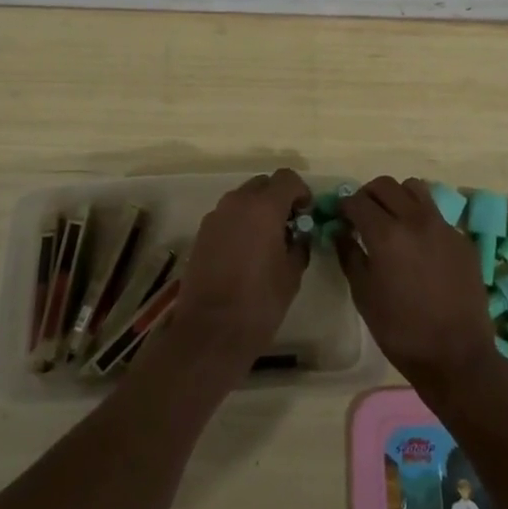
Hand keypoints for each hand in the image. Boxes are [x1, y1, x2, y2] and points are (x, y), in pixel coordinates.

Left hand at [169, 168, 310, 373]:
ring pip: (242, 199)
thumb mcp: (292, 274)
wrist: (210, 331)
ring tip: (266, 242)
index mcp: (263, 207)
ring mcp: (215, 216)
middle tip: (288, 226)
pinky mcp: (201, 233)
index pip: (287, 178)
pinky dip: (239, 224)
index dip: (301, 191)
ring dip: (257, 210)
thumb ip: (299, 245)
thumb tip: (298, 235)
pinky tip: (245, 253)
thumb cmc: (259, 302)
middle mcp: (237, 202)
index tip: (306, 214)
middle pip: (263, 184)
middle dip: (278, 199)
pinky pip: (227, 216)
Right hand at [338, 177, 498, 396]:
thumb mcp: (364, 295)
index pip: (358, 200)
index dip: (344, 205)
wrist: (457, 356)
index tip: (340, 215)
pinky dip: (420, 218)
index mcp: (386, 234)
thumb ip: (349, 255)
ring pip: (415, 189)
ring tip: (392, 219)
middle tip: (362, 214)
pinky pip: (436, 214)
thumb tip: (341, 232)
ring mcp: (443, 226)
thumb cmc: (401, 331)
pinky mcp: (462, 238)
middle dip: (368, 195)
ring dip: (397, 197)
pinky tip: (419, 245)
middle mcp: (415, 219)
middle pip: (386, 185)